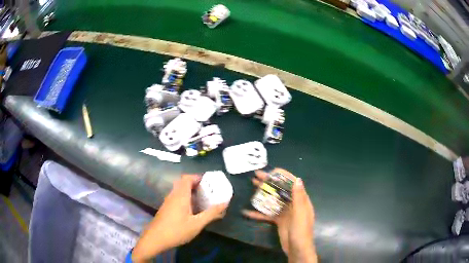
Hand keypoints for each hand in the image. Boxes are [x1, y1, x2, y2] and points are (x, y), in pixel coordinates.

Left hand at [132, 174, 228, 261]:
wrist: (155, 239)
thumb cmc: (177, 230)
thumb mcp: (197, 224)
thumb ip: (211, 213)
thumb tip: (225, 203)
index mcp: (180, 196)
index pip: (187, 178)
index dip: (197, 177)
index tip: (209, 182)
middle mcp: (173, 195)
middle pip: (183, 183)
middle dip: (196, 184)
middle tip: (208, 191)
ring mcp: (168, 202)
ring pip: (179, 191)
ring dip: (190, 192)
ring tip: (203, 200)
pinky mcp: (166, 209)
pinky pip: (177, 198)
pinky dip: (185, 199)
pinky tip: (192, 210)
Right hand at [242, 168, 316, 262]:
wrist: (297, 249)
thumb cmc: (301, 231)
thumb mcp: (300, 214)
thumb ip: (298, 197)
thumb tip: (297, 179)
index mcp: (301, 200)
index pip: (292, 183)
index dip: (282, 176)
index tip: (270, 171)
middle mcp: (293, 204)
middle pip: (280, 190)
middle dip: (269, 182)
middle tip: (256, 176)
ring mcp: (285, 212)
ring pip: (273, 199)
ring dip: (263, 193)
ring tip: (252, 185)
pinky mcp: (278, 220)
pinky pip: (267, 214)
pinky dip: (258, 213)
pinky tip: (247, 211)